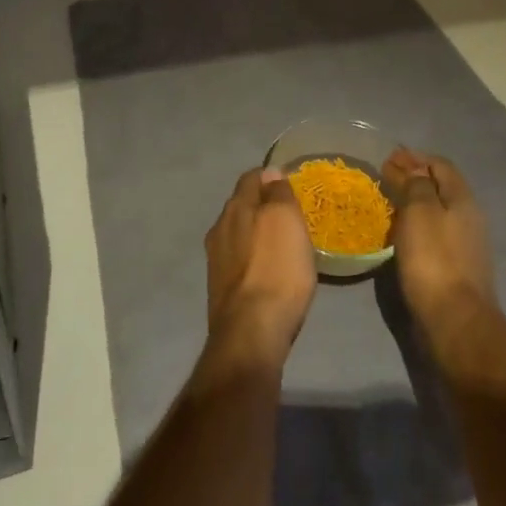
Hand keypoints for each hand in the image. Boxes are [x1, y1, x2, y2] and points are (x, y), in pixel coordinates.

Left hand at [204, 168, 316, 369]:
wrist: (251, 333)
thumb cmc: (276, 270)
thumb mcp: (287, 222)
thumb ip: (278, 194)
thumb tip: (270, 172)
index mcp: (236, 208)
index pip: (251, 178)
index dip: (270, 176)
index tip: (289, 183)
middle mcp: (219, 228)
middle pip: (242, 205)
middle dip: (263, 206)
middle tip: (290, 215)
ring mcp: (216, 260)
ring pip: (238, 234)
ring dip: (257, 234)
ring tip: (282, 245)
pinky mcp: (220, 288)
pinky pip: (239, 261)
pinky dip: (254, 259)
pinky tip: (268, 272)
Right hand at [383, 148, 496, 334]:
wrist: (454, 320)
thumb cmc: (434, 259)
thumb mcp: (420, 212)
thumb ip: (416, 184)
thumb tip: (412, 166)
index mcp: (462, 199)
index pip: (440, 165)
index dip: (416, 157)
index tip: (389, 157)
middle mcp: (468, 217)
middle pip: (441, 187)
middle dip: (414, 177)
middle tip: (385, 176)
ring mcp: (465, 244)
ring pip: (437, 211)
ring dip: (414, 201)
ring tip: (388, 201)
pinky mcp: (455, 267)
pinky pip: (434, 233)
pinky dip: (416, 224)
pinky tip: (399, 231)